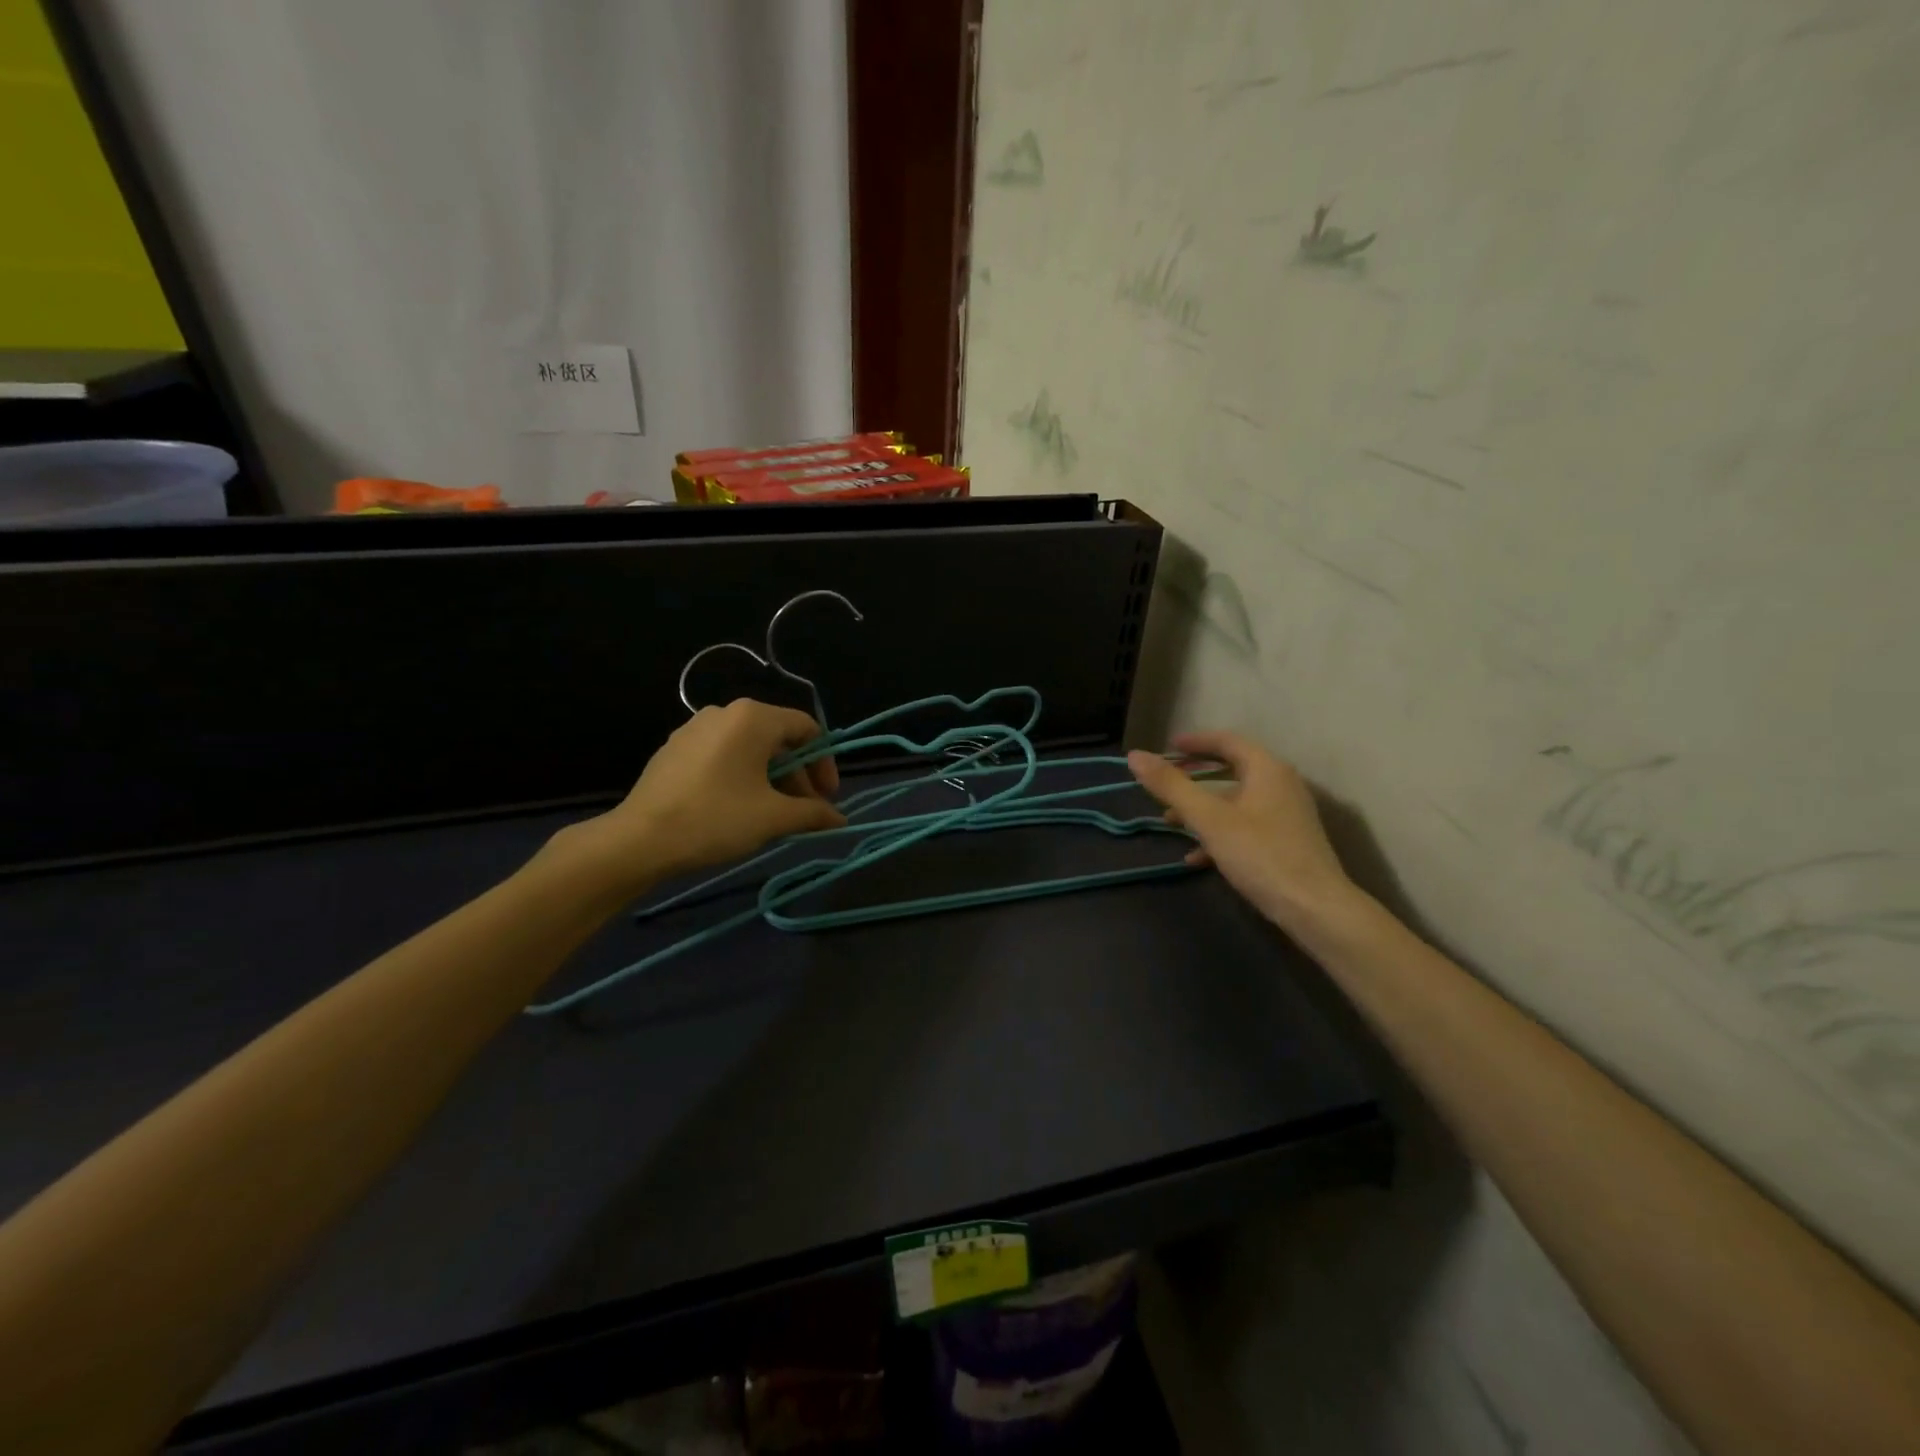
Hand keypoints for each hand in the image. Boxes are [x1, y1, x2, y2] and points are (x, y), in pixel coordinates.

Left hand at [568, 699, 846, 891]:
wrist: (639, 840)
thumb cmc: (716, 819)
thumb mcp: (773, 818)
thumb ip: (813, 813)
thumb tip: (840, 820)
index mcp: (753, 718)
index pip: (806, 729)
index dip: (824, 763)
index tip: (827, 798)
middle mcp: (725, 713)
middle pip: (777, 739)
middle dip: (797, 776)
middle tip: (804, 812)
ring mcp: (694, 729)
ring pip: (749, 749)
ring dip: (771, 779)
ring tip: (773, 815)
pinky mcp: (674, 749)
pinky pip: (722, 756)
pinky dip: (741, 777)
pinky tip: (738, 809)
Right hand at [1128, 731, 1355, 930]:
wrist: (1315, 909)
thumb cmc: (1261, 855)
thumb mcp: (1209, 819)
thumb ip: (1171, 786)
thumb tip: (1135, 755)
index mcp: (1267, 769)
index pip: (1227, 741)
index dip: (1195, 741)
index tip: (1167, 747)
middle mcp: (1281, 785)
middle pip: (1232, 770)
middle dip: (1194, 778)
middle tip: (1166, 782)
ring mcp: (1287, 815)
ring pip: (1236, 801)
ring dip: (1202, 808)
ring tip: (1170, 822)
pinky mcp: (1287, 842)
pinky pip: (1246, 827)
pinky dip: (1219, 833)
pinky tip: (1195, 858)